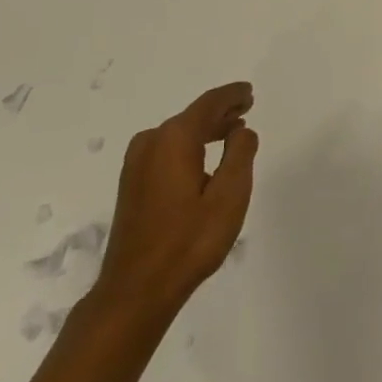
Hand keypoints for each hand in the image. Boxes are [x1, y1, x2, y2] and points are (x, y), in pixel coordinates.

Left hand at [93, 82, 258, 322]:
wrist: (136, 289)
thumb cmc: (188, 242)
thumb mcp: (229, 197)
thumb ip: (240, 155)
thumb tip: (242, 130)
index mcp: (174, 138)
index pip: (209, 104)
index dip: (232, 95)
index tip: (249, 91)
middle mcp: (151, 142)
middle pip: (192, 116)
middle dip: (221, 112)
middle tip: (246, 108)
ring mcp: (137, 163)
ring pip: (178, 134)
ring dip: (206, 130)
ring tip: (232, 132)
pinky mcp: (132, 183)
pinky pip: (167, 150)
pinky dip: (189, 146)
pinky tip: (204, 158)